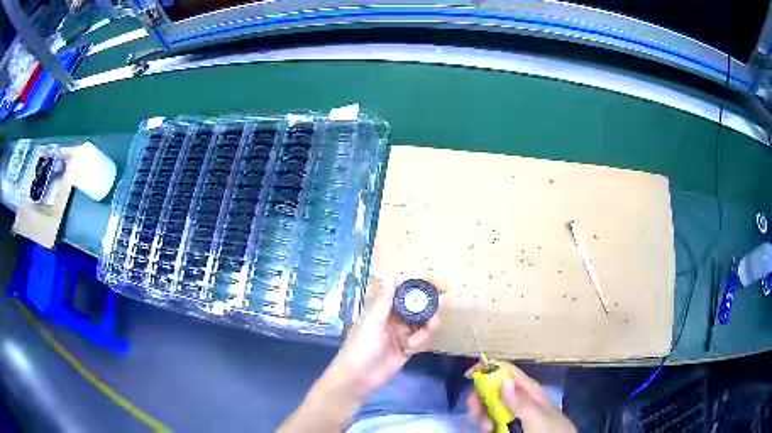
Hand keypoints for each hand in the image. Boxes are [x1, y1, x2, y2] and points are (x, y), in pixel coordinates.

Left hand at [327, 274, 445, 395]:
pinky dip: (424, 336)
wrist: (358, 379)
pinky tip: (419, 341)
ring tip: (434, 321)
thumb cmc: (360, 347)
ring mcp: (401, 334)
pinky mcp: (407, 348)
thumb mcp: (372, 322)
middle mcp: (393, 318)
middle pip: (415, 304)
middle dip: (429, 298)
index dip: (417, 284)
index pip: (402, 290)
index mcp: (381, 309)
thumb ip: (385, 301)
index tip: (433, 281)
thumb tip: (394, 275)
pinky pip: (421, 338)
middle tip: (445, 292)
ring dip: (429, 318)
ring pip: (421, 320)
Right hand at [466, 361, 575, 432]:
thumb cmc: (551, 429)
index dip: (488, 368)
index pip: (507, 371)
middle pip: (493, 389)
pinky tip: (489, 431)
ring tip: (487, 427)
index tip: (469, 374)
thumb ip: (520, 401)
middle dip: (480, 398)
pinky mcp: (508, 427)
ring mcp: (512, 414)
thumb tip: (503, 381)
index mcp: (528, 390)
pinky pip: (491, 421)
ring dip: (482, 415)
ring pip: (489, 407)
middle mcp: (518, 400)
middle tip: (476, 411)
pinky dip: (485, 425)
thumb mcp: (537, 416)